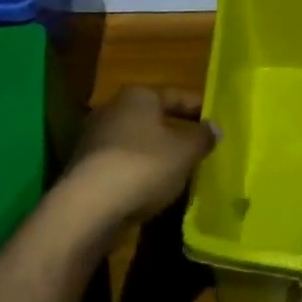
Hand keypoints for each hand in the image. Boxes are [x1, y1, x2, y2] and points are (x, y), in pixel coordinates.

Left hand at [68, 86, 217, 222]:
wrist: (89, 206)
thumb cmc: (144, 166)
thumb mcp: (184, 152)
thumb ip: (202, 138)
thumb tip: (214, 127)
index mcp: (137, 96)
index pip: (175, 95)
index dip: (197, 107)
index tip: (216, 120)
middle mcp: (112, 110)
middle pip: (151, 118)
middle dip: (174, 130)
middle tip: (199, 146)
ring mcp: (94, 139)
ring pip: (135, 142)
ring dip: (155, 154)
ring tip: (179, 170)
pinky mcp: (85, 169)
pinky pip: (121, 164)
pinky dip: (138, 172)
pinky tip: (153, 189)